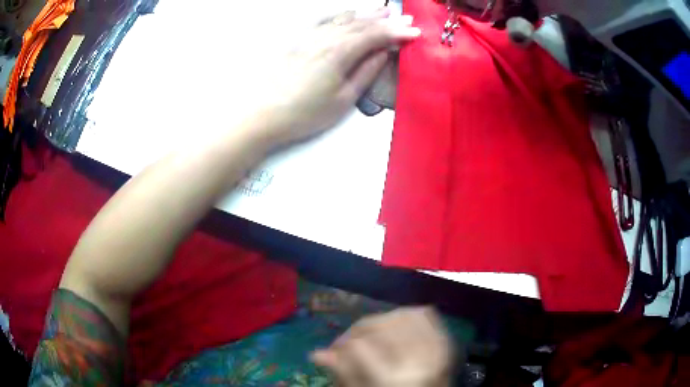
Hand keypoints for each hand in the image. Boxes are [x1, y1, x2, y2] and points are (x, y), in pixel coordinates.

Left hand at [252, 8, 420, 146]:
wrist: (262, 113)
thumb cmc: (305, 112)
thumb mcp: (343, 98)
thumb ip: (365, 72)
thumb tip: (382, 53)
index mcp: (341, 52)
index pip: (376, 36)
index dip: (397, 33)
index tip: (415, 32)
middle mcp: (326, 37)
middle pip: (361, 24)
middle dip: (386, 21)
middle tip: (405, 18)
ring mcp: (309, 36)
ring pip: (343, 19)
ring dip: (365, 14)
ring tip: (382, 10)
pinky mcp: (297, 40)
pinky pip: (322, 20)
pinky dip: (338, 14)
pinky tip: (346, 13)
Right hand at [311, 307, 452, 386]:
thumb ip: (342, 374)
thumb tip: (316, 354)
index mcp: (393, 381)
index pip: (357, 346)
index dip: (340, 346)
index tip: (333, 352)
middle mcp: (418, 361)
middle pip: (379, 327)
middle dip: (356, 331)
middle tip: (346, 343)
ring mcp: (436, 349)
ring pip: (400, 315)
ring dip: (378, 322)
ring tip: (368, 335)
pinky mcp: (445, 342)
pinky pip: (423, 315)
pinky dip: (405, 315)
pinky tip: (394, 326)